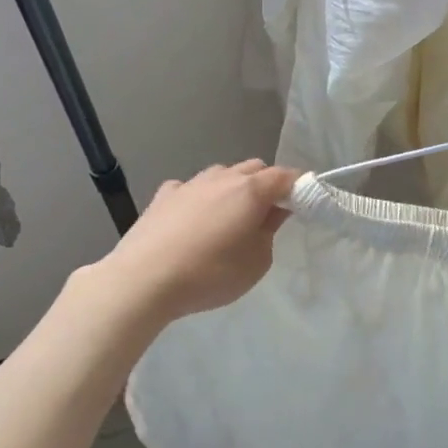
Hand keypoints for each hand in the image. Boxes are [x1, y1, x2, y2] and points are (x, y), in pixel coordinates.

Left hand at [99, 160, 298, 322]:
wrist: (144, 279)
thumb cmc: (210, 274)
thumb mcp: (256, 262)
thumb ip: (269, 232)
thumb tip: (272, 213)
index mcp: (250, 190)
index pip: (285, 176)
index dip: (299, 187)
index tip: (304, 202)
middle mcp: (222, 177)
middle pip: (254, 168)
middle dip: (267, 184)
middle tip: (268, 214)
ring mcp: (190, 183)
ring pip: (222, 174)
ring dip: (233, 188)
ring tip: (229, 218)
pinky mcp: (163, 195)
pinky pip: (191, 188)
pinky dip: (200, 198)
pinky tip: (193, 220)